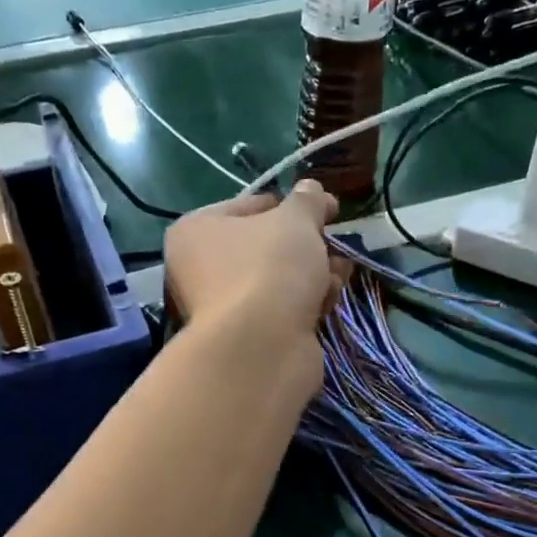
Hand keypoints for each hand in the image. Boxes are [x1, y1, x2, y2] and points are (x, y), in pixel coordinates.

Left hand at [162, 181, 340, 346]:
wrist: (262, 348)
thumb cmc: (269, 268)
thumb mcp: (295, 220)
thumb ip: (306, 201)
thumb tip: (312, 189)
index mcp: (196, 230)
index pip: (250, 205)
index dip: (292, 205)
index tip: (327, 209)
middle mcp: (200, 269)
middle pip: (265, 247)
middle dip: (306, 245)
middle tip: (335, 242)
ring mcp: (222, 308)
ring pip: (277, 280)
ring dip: (313, 274)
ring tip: (340, 273)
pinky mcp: (246, 339)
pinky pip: (281, 311)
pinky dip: (305, 304)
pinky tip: (329, 301)